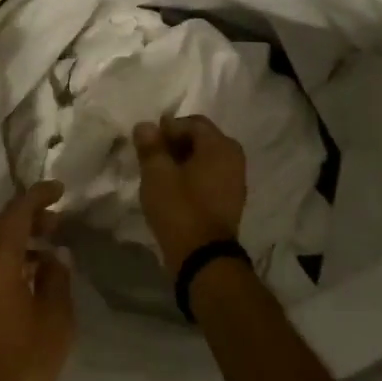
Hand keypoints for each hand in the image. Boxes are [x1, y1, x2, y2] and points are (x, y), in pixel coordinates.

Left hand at [0, 182, 75, 380]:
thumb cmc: (18, 363)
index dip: (39, 195)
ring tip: (43, 251)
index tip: (59, 190)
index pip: (18, 210)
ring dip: (12, 238)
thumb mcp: (55, 321)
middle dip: (26, 217)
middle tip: (54, 224)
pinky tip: (19, 278)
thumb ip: (56, 279)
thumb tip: (53, 257)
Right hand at [132, 115, 246, 277]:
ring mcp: (235, 180)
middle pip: (201, 139)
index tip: (147, 144)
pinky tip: (174, 189)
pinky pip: (210, 176)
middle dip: (175, 143)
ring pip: (205, 158)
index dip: (166, 129)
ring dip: (182, 160)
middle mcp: (233, 157)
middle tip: (151, 157)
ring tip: (159, 174)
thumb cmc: (180, 208)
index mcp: (220, 146)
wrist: (203, 257)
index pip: (191, 123)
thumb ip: (150, 146)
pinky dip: (192, 176)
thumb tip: (145, 125)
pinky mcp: (230, 200)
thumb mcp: (157, 174)